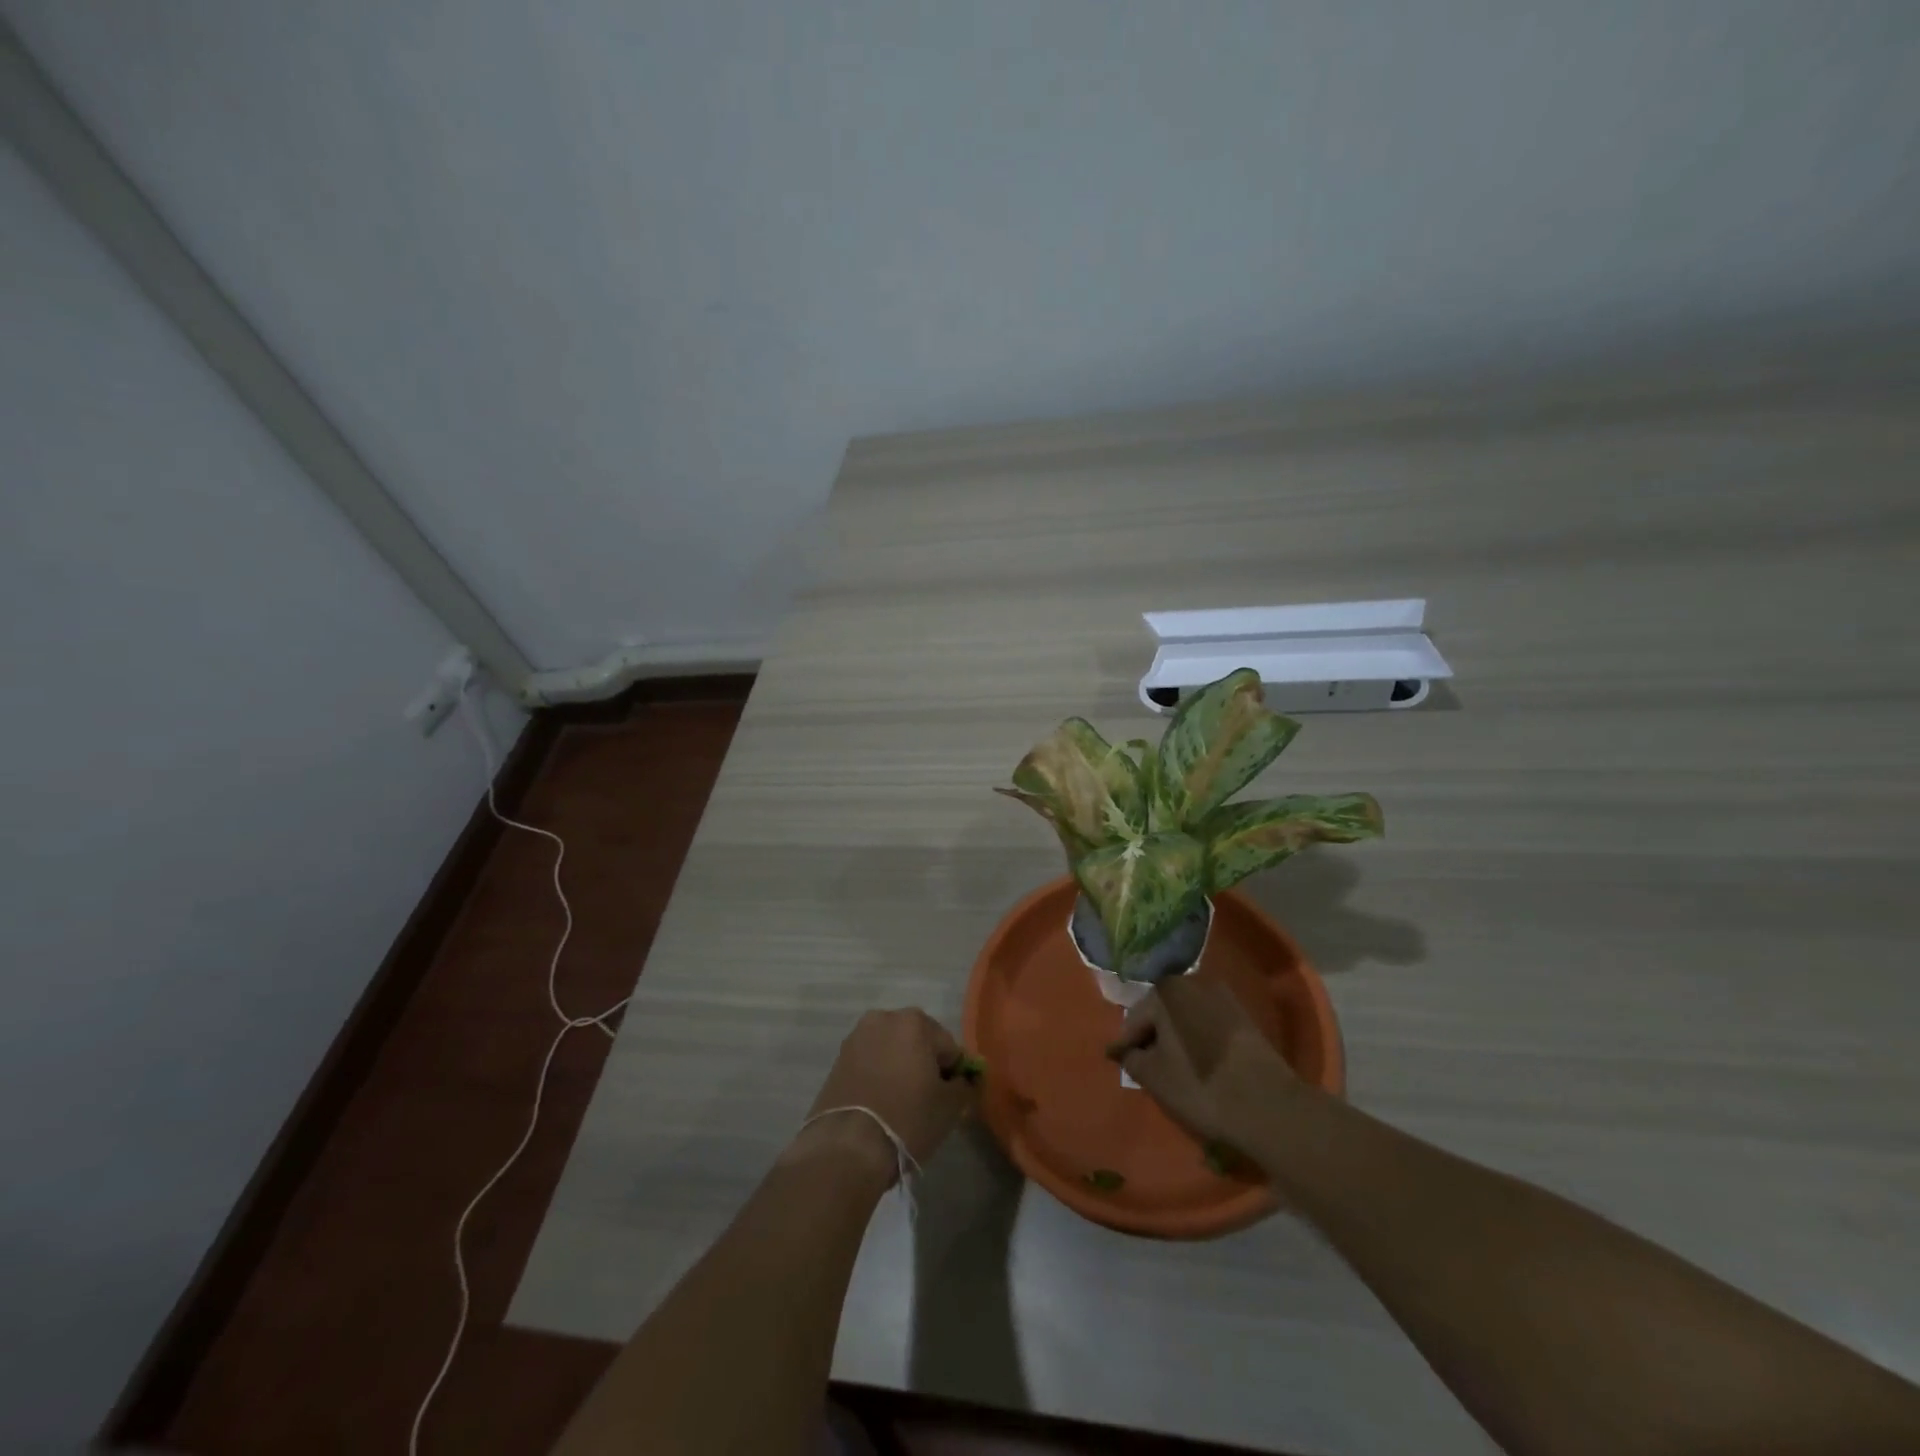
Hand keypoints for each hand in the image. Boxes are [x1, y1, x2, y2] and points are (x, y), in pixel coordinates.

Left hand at [791, 1008, 975, 1183]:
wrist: (847, 1146)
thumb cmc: (907, 1119)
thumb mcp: (951, 1106)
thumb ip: (966, 1085)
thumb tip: (966, 1079)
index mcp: (914, 1021)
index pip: (949, 1046)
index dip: (954, 1073)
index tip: (951, 1098)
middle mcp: (883, 1018)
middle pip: (918, 1041)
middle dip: (926, 1064)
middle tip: (928, 1100)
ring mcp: (857, 1037)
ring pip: (893, 1050)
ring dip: (901, 1068)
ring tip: (902, 1103)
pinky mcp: (838, 1058)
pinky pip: (871, 1062)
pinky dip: (880, 1075)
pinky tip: (881, 1103)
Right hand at [1107, 976, 1301, 1154]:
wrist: (1268, 1105)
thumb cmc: (1200, 1085)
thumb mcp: (1153, 1076)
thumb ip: (1131, 1058)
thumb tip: (1127, 1051)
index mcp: (1166, 990)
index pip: (1135, 1018)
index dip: (1126, 1044)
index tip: (1119, 1062)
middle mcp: (1193, 983)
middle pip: (1161, 1013)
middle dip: (1152, 1037)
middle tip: (1145, 1066)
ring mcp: (1223, 997)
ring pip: (1186, 1018)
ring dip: (1176, 1038)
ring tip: (1173, 1068)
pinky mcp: (1244, 1017)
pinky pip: (1208, 1025)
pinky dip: (1198, 1040)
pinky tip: (1199, 1064)